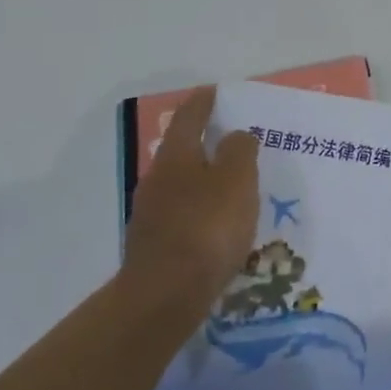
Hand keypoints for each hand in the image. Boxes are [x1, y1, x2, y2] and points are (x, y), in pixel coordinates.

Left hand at [121, 87, 258, 319]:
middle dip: (204, 142)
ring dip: (204, 179)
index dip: (203, 102)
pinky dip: (200, 211)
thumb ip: (239, 151)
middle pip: (182, 150)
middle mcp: (157, 179)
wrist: (163, 298)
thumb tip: (235, 136)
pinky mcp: (154, 247)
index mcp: (176, 156)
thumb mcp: (236, 180)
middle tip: (232, 139)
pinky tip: (217, 226)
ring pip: (182, 185)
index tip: (214, 91)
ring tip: (231, 185)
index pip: (189, 117)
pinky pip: (182, 215)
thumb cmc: (206, 228)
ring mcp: (151, 215)